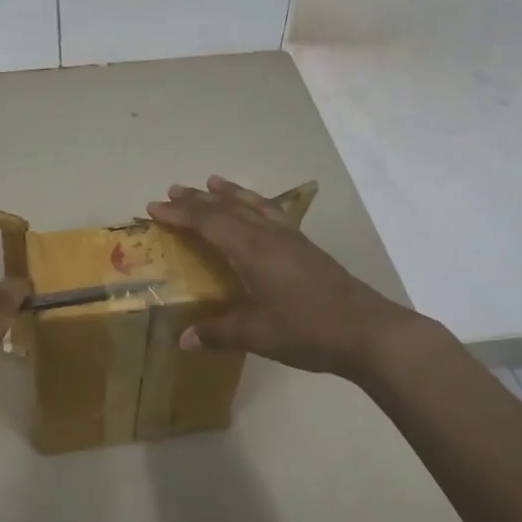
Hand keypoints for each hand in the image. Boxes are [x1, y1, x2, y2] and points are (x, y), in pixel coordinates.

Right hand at [147, 176, 417, 379]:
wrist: (367, 331)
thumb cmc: (307, 329)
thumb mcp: (256, 334)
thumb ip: (218, 332)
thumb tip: (182, 340)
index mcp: (251, 249)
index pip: (208, 222)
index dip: (180, 214)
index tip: (154, 207)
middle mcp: (268, 235)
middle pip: (227, 207)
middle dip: (197, 199)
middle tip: (172, 191)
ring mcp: (290, 238)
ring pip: (253, 204)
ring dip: (229, 193)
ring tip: (212, 182)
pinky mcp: (306, 247)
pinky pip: (272, 212)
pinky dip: (255, 203)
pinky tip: (258, 209)